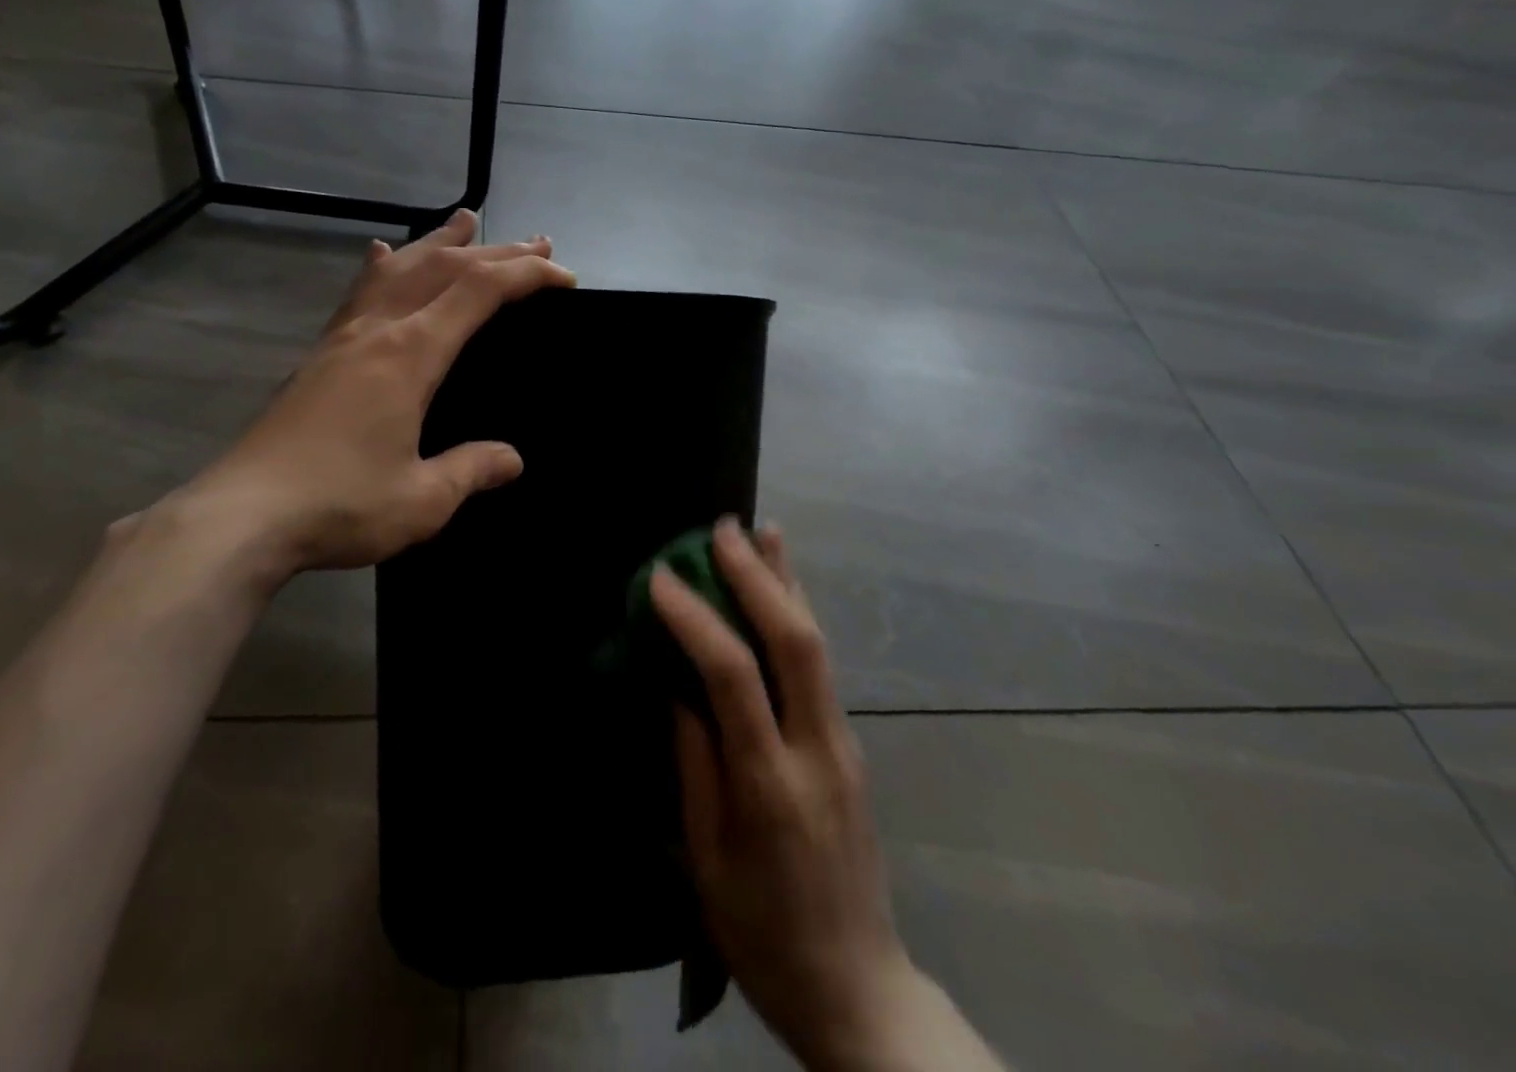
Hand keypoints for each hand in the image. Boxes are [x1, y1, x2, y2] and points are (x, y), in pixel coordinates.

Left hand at [160, 210, 573, 581]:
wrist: (242, 515)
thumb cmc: (340, 505)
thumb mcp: (422, 499)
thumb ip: (470, 470)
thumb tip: (511, 459)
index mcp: (411, 355)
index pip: (479, 293)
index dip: (526, 276)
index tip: (563, 276)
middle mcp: (378, 330)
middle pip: (444, 269)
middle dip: (496, 253)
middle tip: (536, 243)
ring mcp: (343, 338)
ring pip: (399, 269)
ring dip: (439, 243)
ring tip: (466, 221)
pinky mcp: (319, 355)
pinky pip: (359, 293)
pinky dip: (382, 267)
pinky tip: (381, 256)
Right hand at [653, 519, 907, 1071]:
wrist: (860, 989)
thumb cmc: (761, 931)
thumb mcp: (706, 856)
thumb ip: (692, 761)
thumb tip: (676, 683)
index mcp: (770, 786)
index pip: (732, 677)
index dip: (695, 619)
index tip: (660, 579)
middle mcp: (817, 751)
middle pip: (793, 643)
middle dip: (756, 578)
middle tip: (719, 530)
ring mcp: (843, 744)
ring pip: (817, 644)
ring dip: (786, 582)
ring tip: (763, 531)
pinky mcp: (850, 744)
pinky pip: (821, 664)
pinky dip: (799, 613)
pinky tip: (787, 587)